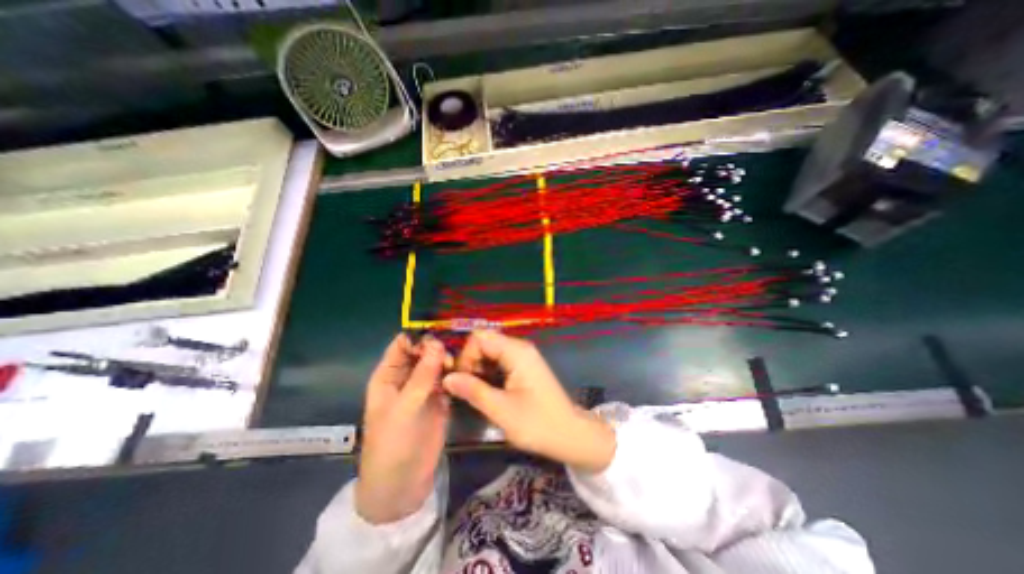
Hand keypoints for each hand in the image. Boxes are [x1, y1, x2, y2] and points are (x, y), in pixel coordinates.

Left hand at [358, 331, 449, 523]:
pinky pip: (449, 378)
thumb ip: (422, 375)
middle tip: (454, 353)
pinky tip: (468, 369)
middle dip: (438, 347)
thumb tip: (437, 343)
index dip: (420, 336)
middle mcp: (407, 377)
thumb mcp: (405, 408)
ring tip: (462, 362)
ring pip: (438, 363)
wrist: (403, 484)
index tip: (442, 334)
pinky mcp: (440, 398)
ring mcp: (425, 388)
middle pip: (423, 351)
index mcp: (389, 375)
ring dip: (449, 359)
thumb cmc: (393, 444)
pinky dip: (457, 372)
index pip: (403, 344)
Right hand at [442, 329, 615, 472]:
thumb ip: (472, 390)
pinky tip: (487, 391)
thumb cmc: (538, 424)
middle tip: (466, 390)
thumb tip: (447, 378)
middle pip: (485, 343)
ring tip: (475, 393)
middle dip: (470, 363)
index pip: (480, 338)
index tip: (462, 381)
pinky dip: (488, 373)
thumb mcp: (501, 410)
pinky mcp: (524, 367)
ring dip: (478, 370)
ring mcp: (523, 357)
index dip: (466, 356)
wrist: (570, 435)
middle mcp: (520, 348)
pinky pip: (499, 361)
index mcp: (517, 352)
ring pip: (490, 352)